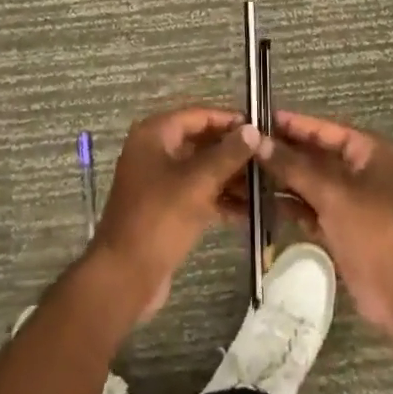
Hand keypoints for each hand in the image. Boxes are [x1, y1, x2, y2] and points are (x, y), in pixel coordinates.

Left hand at [87, 106, 260, 322]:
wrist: (124, 278)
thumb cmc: (158, 219)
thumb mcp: (197, 183)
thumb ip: (227, 154)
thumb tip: (253, 130)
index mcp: (156, 134)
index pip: (199, 115)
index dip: (230, 120)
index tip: (261, 128)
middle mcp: (156, 151)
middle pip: (202, 142)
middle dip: (234, 152)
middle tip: (268, 159)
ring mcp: (161, 182)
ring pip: (202, 170)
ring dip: (231, 178)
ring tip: (267, 185)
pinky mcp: (167, 209)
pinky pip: (198, 194)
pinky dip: (221, 200)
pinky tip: (251, 210)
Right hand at [254, 109, 392, 344]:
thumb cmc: (377, 230)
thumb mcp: (334, 193)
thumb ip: (294, 166)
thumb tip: (257, 140)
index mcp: (368, 150)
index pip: (322, 128)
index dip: (290, 124)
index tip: (255, 118)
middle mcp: (359, 171)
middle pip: (313, 155)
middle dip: (281, 153)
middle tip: (241, 147)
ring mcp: (349, 202)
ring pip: (308, 183)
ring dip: (280, 180)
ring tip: (241, 173)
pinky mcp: (340, 230)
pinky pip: (309, 209)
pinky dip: (287, 206)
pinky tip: (257, 202)